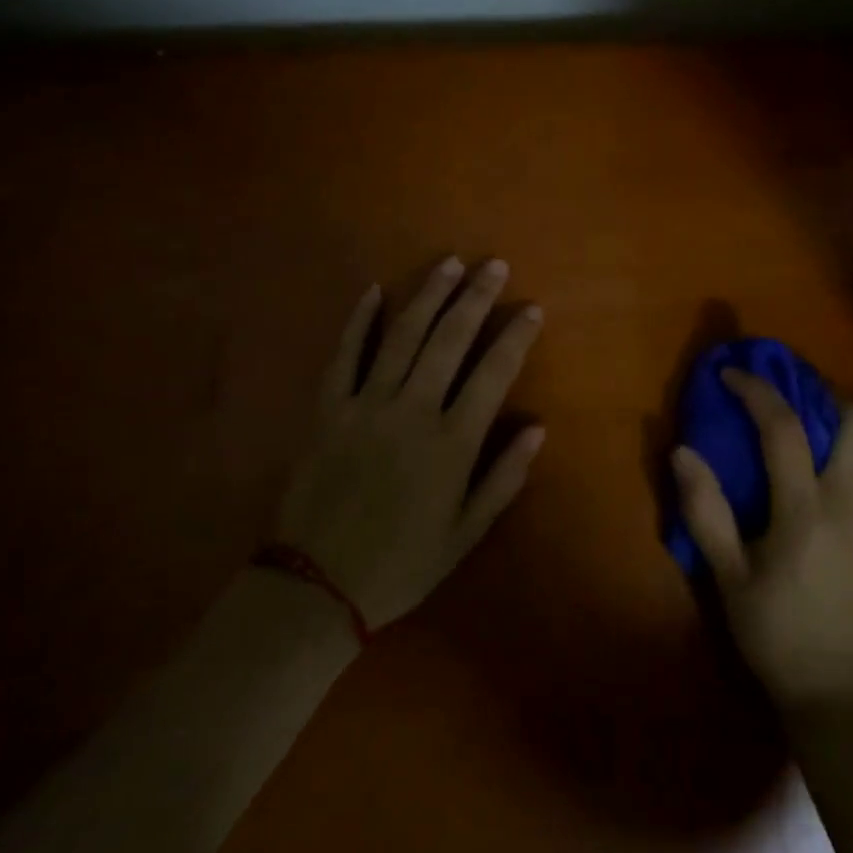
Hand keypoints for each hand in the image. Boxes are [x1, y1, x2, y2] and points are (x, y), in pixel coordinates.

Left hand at [272, 257, 544, 630]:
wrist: (315, 588)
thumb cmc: (401, 564)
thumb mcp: (465, 533)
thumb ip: (504, 478)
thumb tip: (537, 428)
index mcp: (451, 443)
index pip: (493, 373)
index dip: (515, 337)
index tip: (532, 308)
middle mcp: (412, 411)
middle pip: (449, 340)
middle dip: (475, 298)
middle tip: (493, 266)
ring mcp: (366, 405)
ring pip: (402, 336)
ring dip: (428, 295)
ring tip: (449, 264)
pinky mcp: (328, 409)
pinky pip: (345, 355)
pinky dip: (359, 321)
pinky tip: (373, 291)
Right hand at [672, 369, 852, 704]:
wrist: (838, 689)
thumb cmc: (774, 631)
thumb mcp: (727, 576)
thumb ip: (705, 511)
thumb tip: (682, 452)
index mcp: (804, 509)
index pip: (783, 428)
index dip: (756, 391)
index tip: (732, 375)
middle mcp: (852, 502)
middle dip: (826, 399)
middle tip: (797, 410)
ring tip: (831, 439)